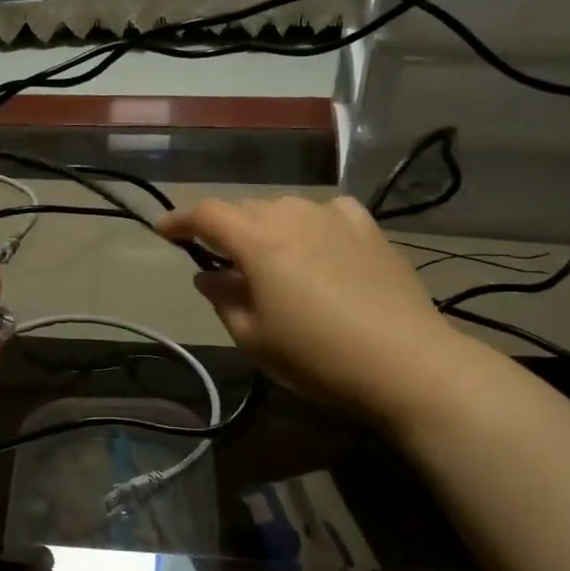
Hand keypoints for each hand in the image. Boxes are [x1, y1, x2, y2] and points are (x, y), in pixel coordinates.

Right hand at [157, 195, 473, 419]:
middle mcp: (293, 216)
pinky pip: (327, 212)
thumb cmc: (317, 356)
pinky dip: (310, 223)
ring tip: (268, 257)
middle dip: (225, 229)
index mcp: (258, 241)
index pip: (207, 215)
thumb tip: (208, 277)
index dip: (180, 220)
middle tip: (219, 261)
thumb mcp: (254, 337)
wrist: (406, 363)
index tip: (163, 231)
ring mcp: (335, 218)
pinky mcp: (368, 229)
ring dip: (266, 227)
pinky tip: (317, 242)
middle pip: (245, 209)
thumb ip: (224, 300)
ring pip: (285, 208)